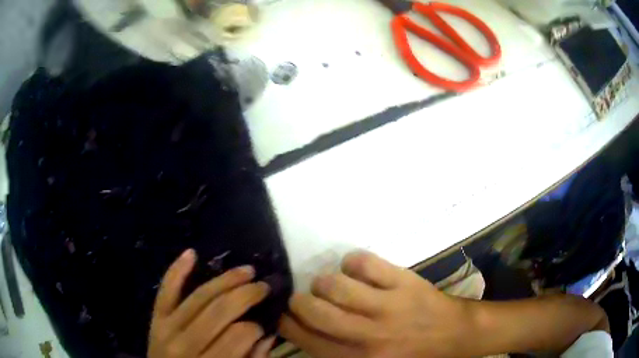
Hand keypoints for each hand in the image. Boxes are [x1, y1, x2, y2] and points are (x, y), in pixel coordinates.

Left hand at [148, 249, 275, 357]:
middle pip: (218, 311)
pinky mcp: (156, 318)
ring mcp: (166, 327)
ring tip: (246, 270)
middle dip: (246, 295)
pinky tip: (192, 253)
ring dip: (224, 280)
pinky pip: (165, 290)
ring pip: (198, 297)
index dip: (256, 327)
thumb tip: (266, 335)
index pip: (237, 336)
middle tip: (264, 286)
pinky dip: (177, 270)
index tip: (264, 325)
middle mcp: (184, 344)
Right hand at [279, 251, 468, 357]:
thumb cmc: (409, 355)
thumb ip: (337, 355)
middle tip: (304, 299)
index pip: (306, 339)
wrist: (453, 335)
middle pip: (315, 311)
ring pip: (336, 285)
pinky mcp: (404, 282)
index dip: (286, 322)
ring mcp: (387, 306)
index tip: (284, 314)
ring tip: (329, 285)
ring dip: (324, 281)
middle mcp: (368, 336)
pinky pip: (366, 262)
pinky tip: (355, 269)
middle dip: (300, 301)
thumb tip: (304, 333)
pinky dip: (353, 261)